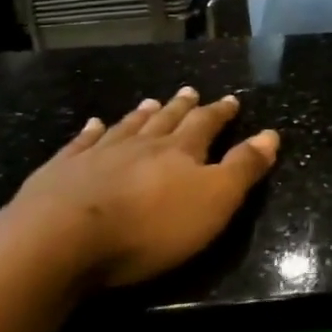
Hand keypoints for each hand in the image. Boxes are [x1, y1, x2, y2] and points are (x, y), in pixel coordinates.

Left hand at [2, 87, 279, 284]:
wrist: (61, 240)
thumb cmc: (150, 227)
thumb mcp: (214, 201)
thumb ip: (243, 168)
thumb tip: (271, 134)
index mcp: (180, 152)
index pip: (206, 124)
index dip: (220, 112)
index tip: (231, 100)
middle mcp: (141, 144)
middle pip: (166, 121)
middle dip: (182, 107)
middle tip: (190, 91)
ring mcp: (98, 155)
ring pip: (126, 127)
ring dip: (142, 115)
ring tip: (151, 102)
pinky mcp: (61, 171)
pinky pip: (80, 143)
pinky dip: (90, 132)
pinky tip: (93, 125)